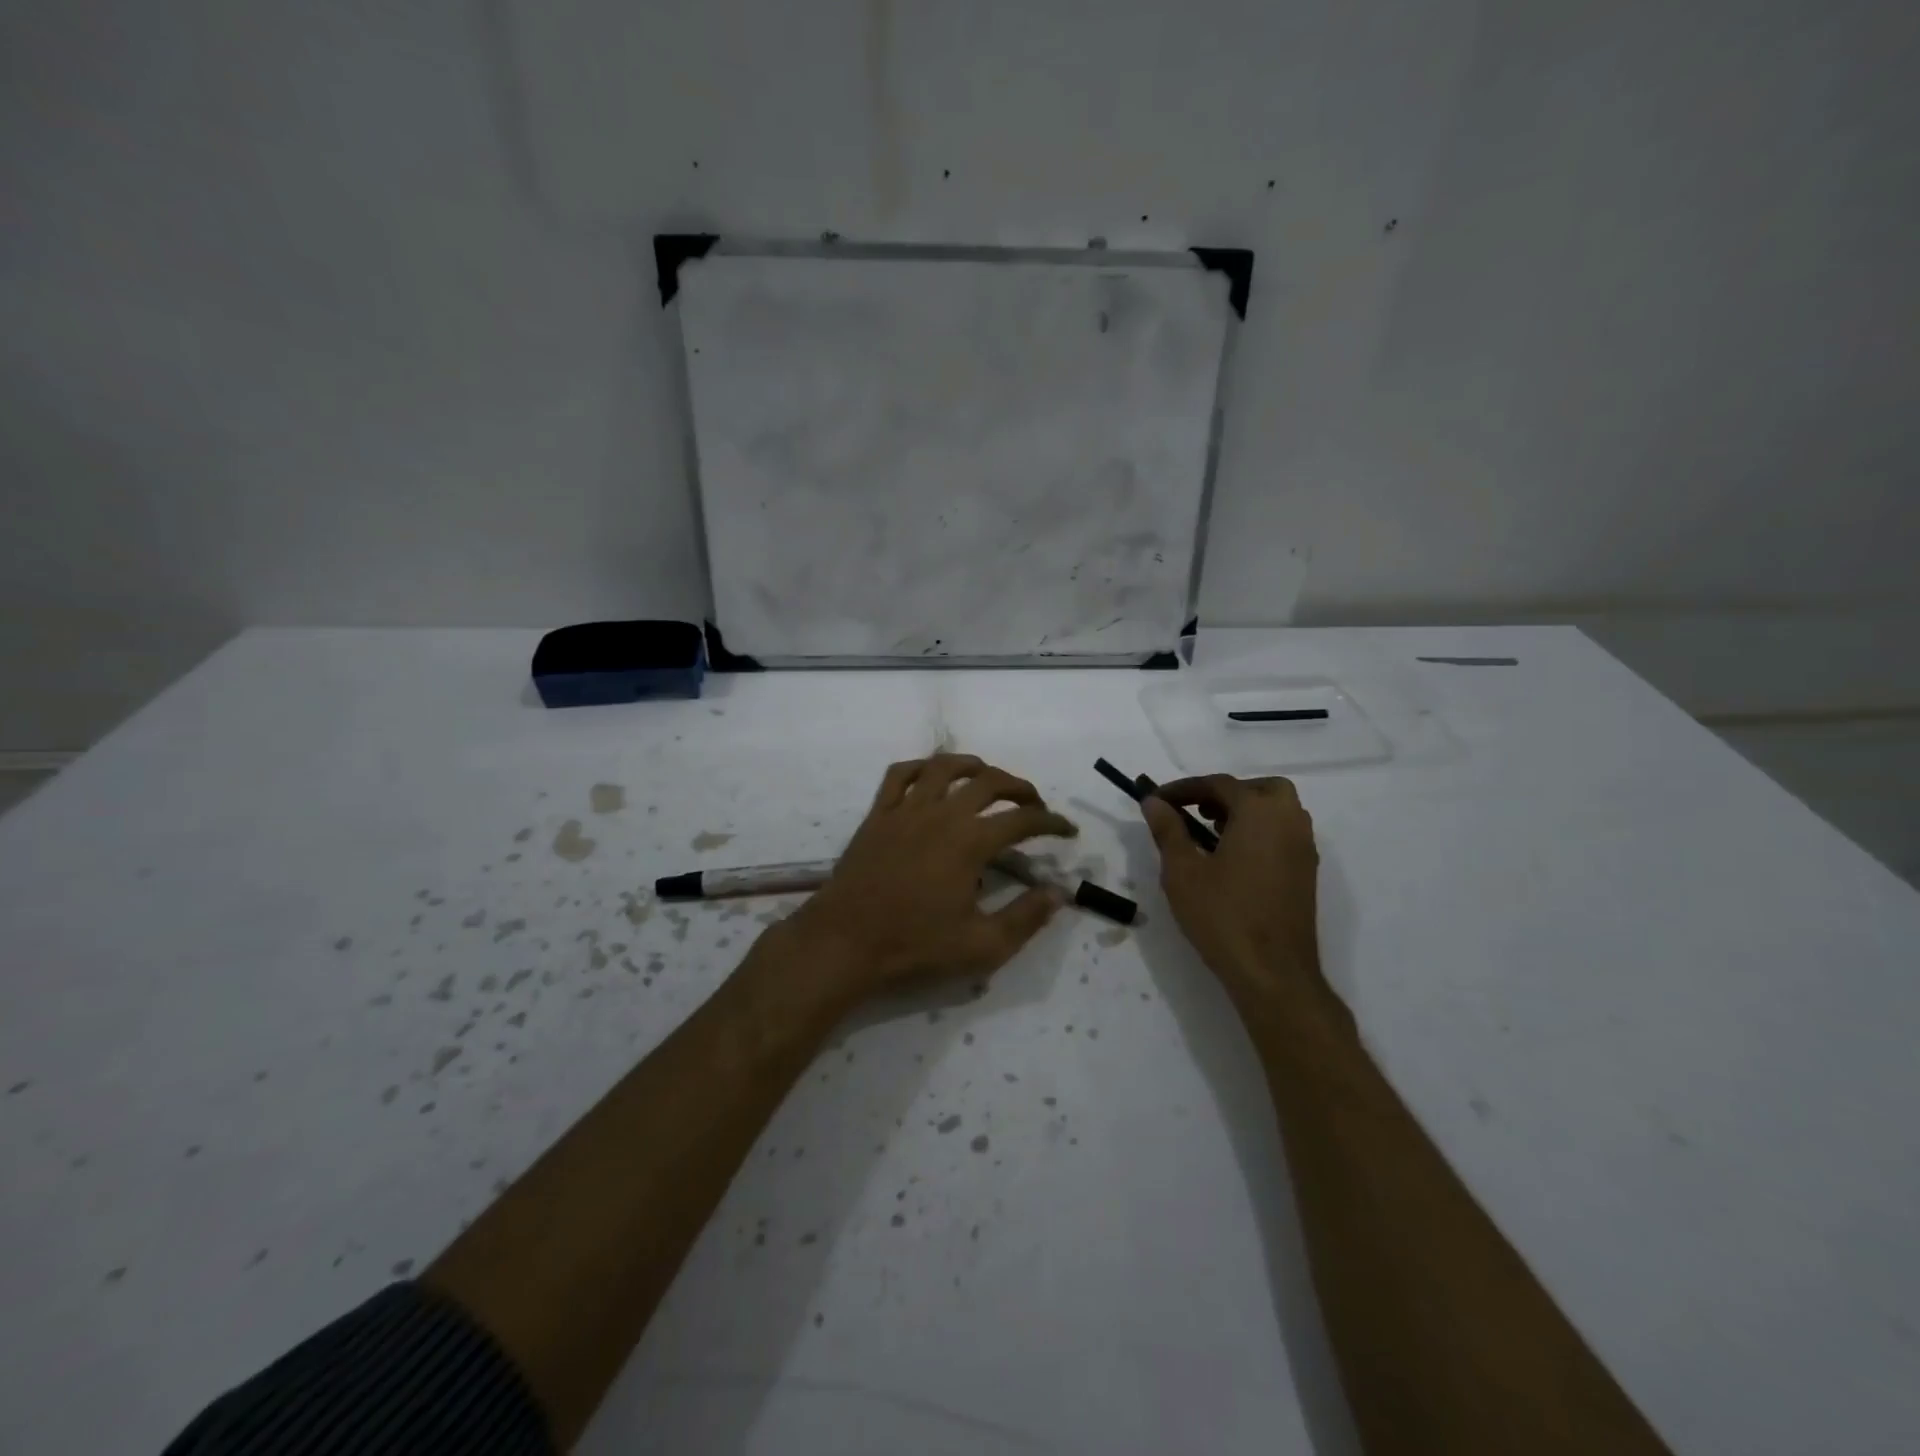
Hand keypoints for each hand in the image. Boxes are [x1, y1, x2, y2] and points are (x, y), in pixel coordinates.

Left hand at [780, 754, 1076, 1004]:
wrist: (846, 941)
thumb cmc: (915, 946)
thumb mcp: (982, 946)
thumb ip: (1026, 918)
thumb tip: (1058, 892)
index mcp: (971, 842)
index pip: (1024, 819)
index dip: (1052, 822)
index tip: (1066, 831)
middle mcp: (942, 813)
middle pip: (990, 781)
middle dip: (1020, 787)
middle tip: (1033, 804)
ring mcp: (906, 809)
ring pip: (945, 767)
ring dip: (974, 766)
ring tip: (988, 778)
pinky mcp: (878, 814)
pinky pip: (900, 774)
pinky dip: (921, 767)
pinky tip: (932, 776)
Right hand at [1143, 775, 1324, 1003]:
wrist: (1273, 972)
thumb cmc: (1223, 916)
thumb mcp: (1183, 871)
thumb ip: (1168, 830)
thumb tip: (1154, 802)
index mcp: (1260, 813)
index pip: (1219, 784)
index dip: (1184, 788)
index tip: (1157, 800)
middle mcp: (1289, 822)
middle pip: (1260, 789)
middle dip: (1225, 793)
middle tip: (1195, 810)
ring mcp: (1303, 849)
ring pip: (1277, 811)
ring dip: (1245, 811)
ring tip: (1209, 833)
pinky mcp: (1306, 873)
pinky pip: (1283, 834)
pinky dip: (1259, 832)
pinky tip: (1232, 858)